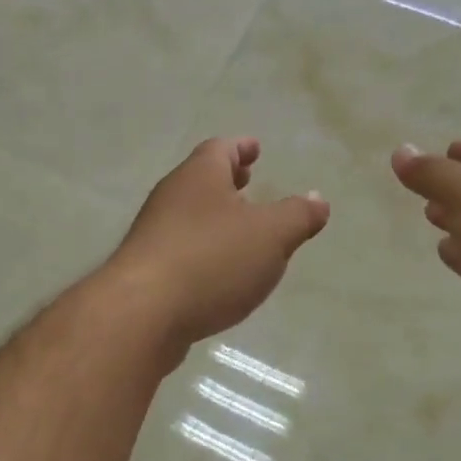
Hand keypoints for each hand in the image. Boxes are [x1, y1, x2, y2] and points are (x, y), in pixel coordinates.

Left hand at [106, 138, 329, 352]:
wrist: (142, 313)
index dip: (241, 147)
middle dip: (226, 179)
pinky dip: (202, 247)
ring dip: (214, 215)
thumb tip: (318, 199)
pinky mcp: (146, 269)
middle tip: (248, 180)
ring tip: (239, 228)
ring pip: (189, 213)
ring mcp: (153, 233)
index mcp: (199, 176)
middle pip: (200, 179)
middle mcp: (170, 197)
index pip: (220, 149)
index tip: (255, 148)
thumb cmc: (211, 260)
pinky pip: (180, 247)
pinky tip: (217, 270)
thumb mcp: (271, 235)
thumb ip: (297, 216)